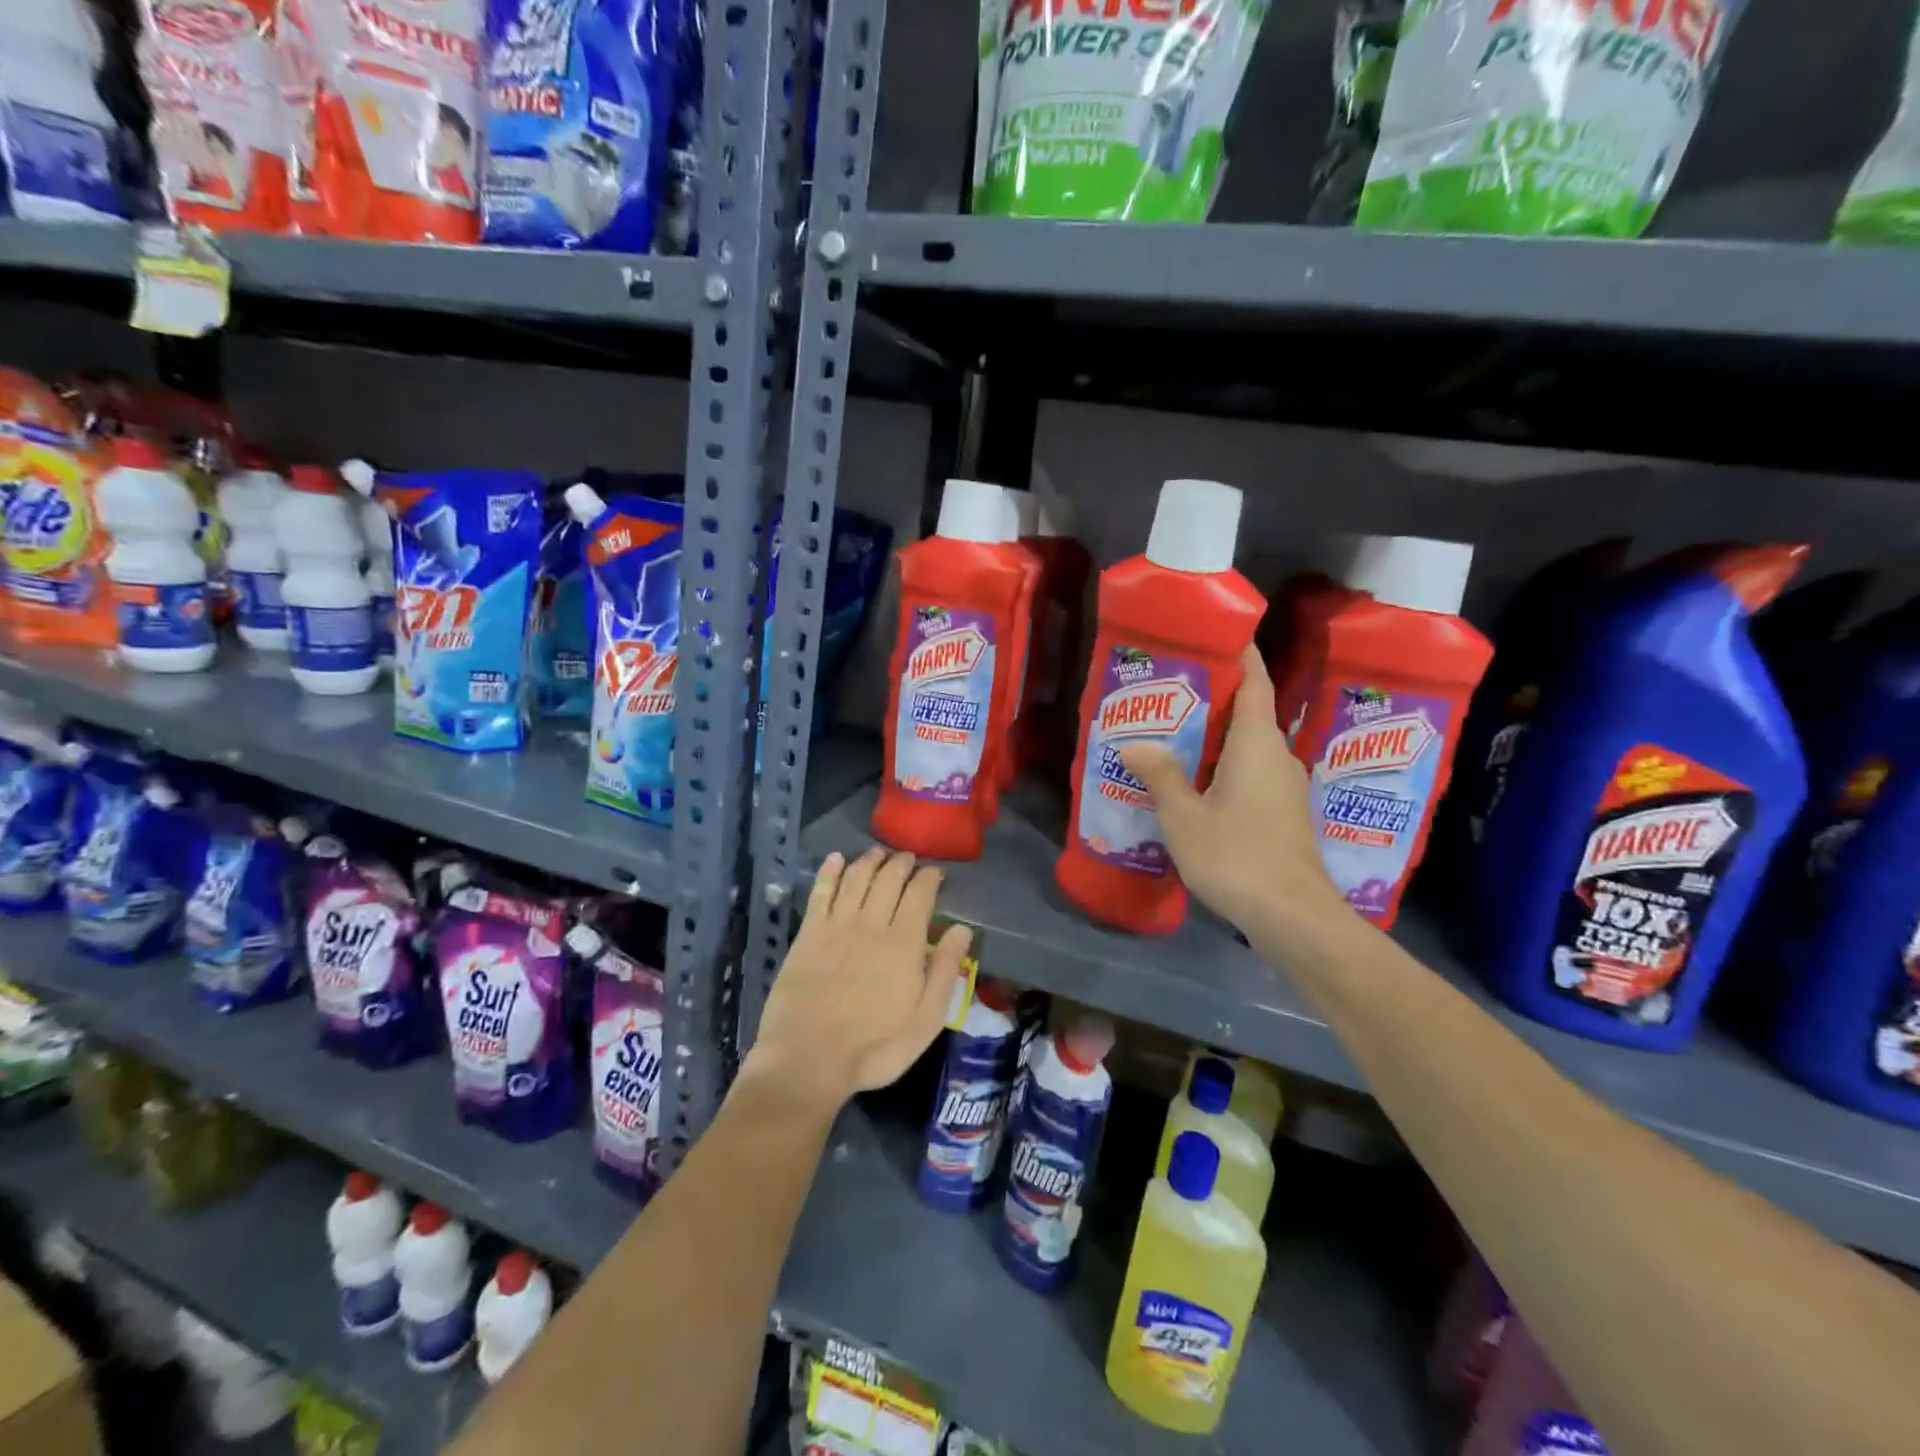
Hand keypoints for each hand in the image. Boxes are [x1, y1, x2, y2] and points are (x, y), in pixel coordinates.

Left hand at [746, 848, 971, 1116]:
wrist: (807, 1059)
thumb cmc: (875, 1048)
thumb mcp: (926, 1021)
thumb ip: (945, 972)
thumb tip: (962, 930)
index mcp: (904, 943)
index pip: (920, 894)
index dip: (929, 877)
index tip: (935, 872)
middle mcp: (871, 924)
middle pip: (888, 879)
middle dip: (901, 863)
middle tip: (908, 858)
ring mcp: (836, 926)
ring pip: (856, 878)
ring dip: (869, 861)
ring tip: (878, 854)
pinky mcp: (807, 934)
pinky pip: (820, 892)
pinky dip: (829, 872)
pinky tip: (835, 859)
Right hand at [1119, 646, 1346, 936]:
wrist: (1293, 917)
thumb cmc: (1236, 855)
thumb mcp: (1184, 815)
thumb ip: (1161, 775)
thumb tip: (1135, 744)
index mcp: (1258, 743)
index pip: (1256, 682)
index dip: (1241, 656)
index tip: (1218, 636)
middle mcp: (1279, 757)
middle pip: (1251, 714)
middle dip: (1216, 699)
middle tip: (1171, 692)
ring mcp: (1286, 788)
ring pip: (1250, 748)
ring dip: (1218, 738)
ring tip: (1174, 737)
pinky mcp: (1285, 816)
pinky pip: (1253, 775)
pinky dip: (1226, 768)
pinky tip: (1195, 785)